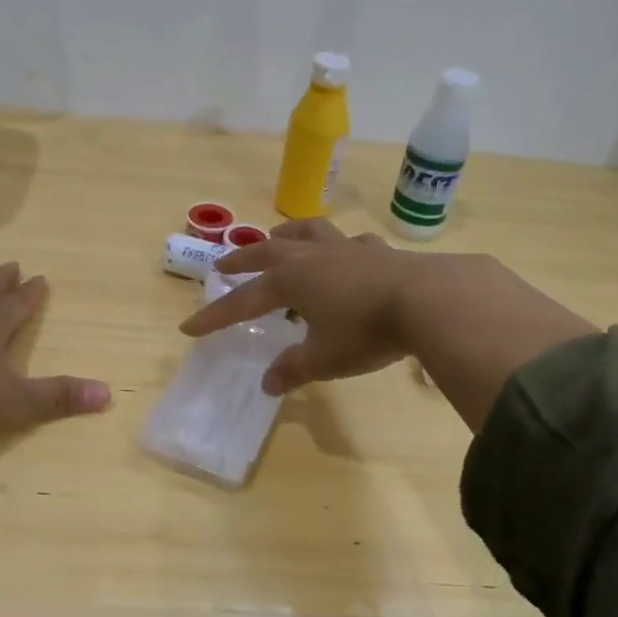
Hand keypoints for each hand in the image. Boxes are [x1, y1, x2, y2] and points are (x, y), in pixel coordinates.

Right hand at [179, 220, 428, 393]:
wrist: (428, 301)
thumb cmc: (366, 331)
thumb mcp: (324, 358)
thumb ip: (293, 368)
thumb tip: (268, 383)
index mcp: (291, 281)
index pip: (243, 301)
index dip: (216, 316)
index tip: (189, 327)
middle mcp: (313, 258)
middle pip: (267, 252)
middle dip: (242, 260)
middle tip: (222, 264)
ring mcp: (347, 250)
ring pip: (309, 233)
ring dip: (287, 234)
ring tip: (277, 236)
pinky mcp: (378, 252)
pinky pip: (351, 243)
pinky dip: (340, 247)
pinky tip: (346, 253)